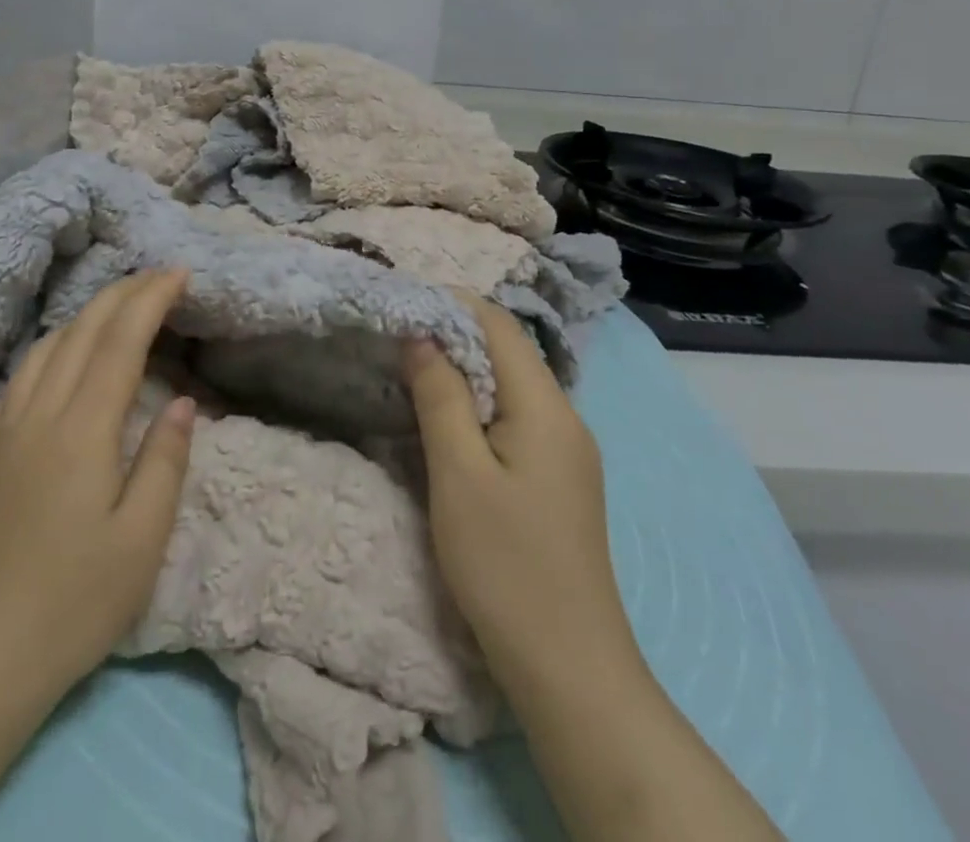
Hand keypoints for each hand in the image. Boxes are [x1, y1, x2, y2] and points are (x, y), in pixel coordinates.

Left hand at [0, 269, 196, 706]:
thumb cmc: (76, 603)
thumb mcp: (142, 540)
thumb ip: (165, 460)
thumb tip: (183, 401)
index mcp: (82, 431)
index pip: (120, 341)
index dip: (151, 299)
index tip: (180, 274)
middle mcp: (39, 415)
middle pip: (82, 330)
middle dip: (124, 293)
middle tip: (160, 276)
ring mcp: (7, 430)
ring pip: (48, 346)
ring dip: (88, 313)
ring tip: (121, 305)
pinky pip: (23, 374)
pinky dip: (55, 344)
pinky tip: (66, 354)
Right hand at [403, 295, 631, 690]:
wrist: (570, 669)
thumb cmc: (506, 566)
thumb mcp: (459, 474)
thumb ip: (440, 397)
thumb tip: (422, 336)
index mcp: (546, 408)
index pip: (500, 327)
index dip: (453, 304)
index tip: (404, 301)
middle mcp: (565, 418)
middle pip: (509, 352)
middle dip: (455, 333)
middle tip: (399, 334)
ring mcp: (567, 451)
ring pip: (511, 385)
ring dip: (464, 369)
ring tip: (413, 368)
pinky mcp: (559, 479)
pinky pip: (516, 417)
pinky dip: (478, 403)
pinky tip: (448, 418)